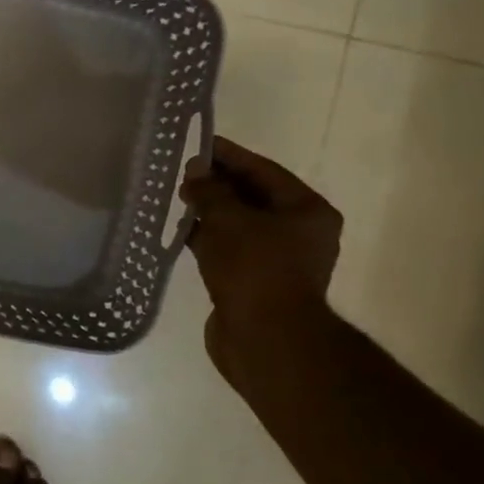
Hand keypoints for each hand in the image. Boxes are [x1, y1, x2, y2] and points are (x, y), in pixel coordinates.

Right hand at [179, 137, 342, 381]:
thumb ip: (210, 191)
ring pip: (239, 224)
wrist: (265, 339)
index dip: (228, 156)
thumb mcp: (228, 220)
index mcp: (307, 210)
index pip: (263, 170)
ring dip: (210, 212)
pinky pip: (230, 248)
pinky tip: (181, 231)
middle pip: (253, 196)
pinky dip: (208, 238)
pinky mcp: (255, 280)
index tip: (196, 145)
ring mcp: (278, 258)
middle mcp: (299, 231)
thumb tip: (195, 169)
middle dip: (217, 184)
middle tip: (180, 173)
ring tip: (176, 199)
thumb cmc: (254, 269)